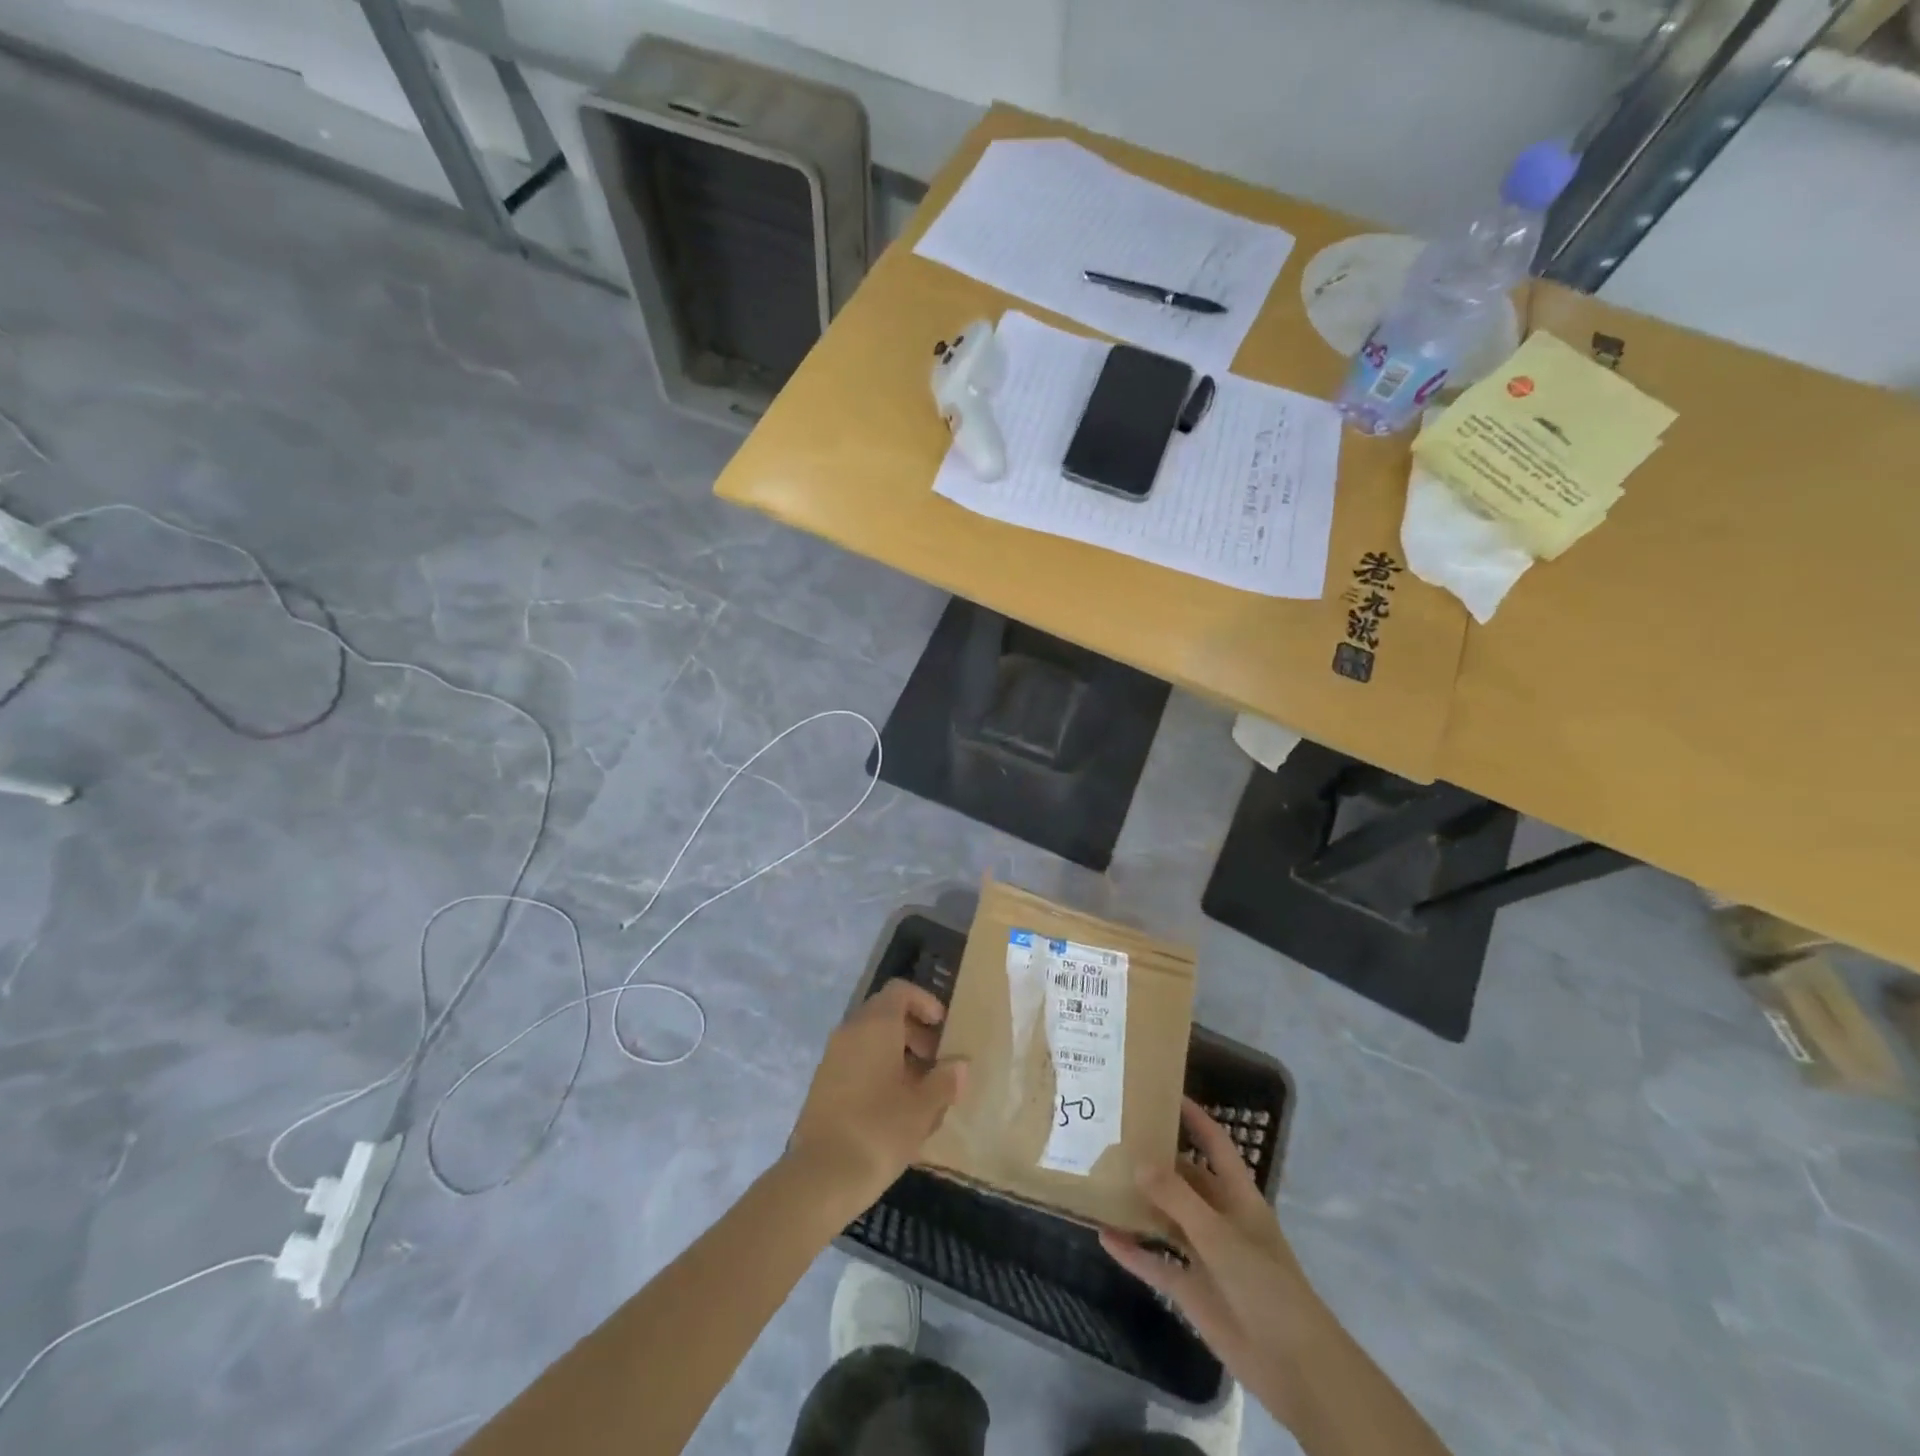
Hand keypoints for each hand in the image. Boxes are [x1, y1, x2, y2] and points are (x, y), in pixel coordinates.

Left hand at [785, 980, 966, 1216]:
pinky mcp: (823, 1084)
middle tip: (937, 1062)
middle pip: (885, 1014)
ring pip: (870, 1041)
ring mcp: (832, 1057)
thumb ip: (945, 1081)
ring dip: (898, 1056)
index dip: (924, 1002)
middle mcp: (850, 1031)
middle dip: (915, 1033)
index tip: (943, 1028)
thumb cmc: (879, 1130)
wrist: (821, 1177)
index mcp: (875, 1025)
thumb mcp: (923, 1107)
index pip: (900, 991)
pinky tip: (895, 1109)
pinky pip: (856, 1063)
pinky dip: (878, 1072)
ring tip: (921, 1091)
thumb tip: (959, 1065)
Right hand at [1100, 1099, 1339, 1429]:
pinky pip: (1155, 1263)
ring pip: (1166, 1219)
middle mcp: (1219, 1219)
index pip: (1215, 1145)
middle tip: (1116, 1134)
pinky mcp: (1191, 1290)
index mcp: (1238, 1197)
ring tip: (1102, 1177)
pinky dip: (1132, 1251)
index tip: (1165, 1093)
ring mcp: (1204, 1255)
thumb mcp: (1220, 1235)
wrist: (1293, 1366)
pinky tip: (1103, 1235)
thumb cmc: (1265, 1285)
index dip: (1195, 1119)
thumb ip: (1178, 1198)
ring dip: (1139, 1202)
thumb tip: (1138, 1161)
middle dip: (1156, 1159)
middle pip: (1184, 1179)